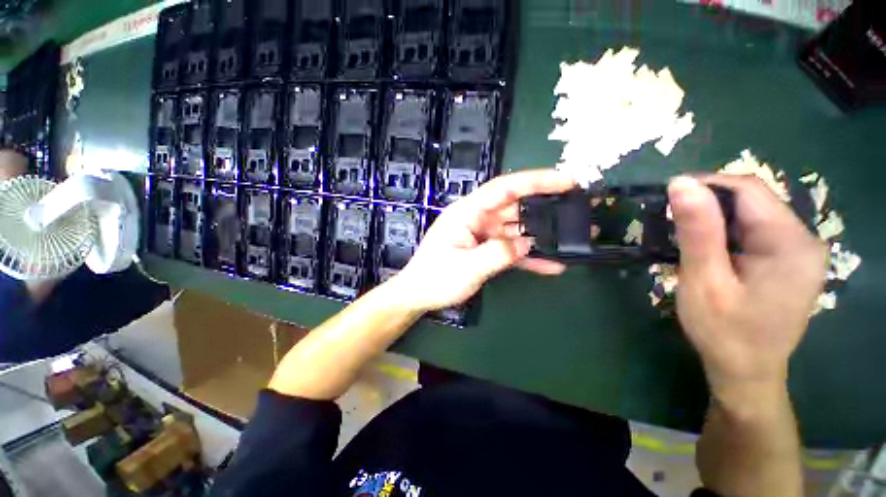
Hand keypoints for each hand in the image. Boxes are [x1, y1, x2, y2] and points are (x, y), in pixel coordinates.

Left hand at [391, 169, 575, 312]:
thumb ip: (499, 253)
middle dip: (545, 206)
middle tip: (577, 208)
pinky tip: (552, 264)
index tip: (566, 180)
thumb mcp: (467, 267)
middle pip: (515, 206)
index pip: (504, 188)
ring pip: (517, 229)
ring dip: (542, 233)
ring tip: (573, 237)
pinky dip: (529, 255)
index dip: (535, 181)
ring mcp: (483, 235)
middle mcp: (477, 218)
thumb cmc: (436, 278)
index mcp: (468, 213)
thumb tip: (528, 242)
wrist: (419, 295)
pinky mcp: (486, 250)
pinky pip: (511, 248)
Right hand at [668, 175, 825, 397]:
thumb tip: (681, 183)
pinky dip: (725, 232)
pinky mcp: (787, 260)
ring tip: (684, 235)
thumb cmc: (724, 332)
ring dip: (714, 219)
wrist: (746, 372)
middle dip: (708, 203)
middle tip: (670, 220)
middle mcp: (804, 240)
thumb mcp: (704, 281)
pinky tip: (707, 249)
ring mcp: (798, 251)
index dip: (705, 185)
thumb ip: (697, 231)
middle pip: (753, 200)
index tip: (666, 195)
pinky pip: (754, 231)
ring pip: (751, 215)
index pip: (748, 190)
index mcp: (791, 244)